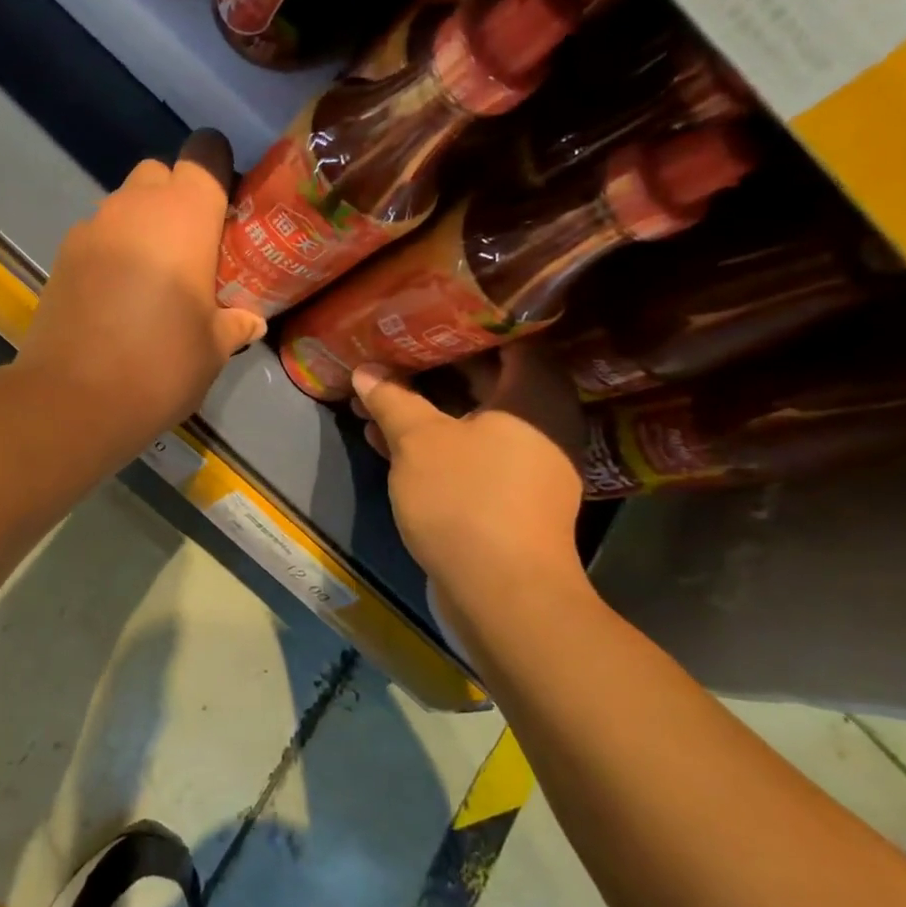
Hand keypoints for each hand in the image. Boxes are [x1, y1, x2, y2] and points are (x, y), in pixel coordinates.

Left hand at [18, 129, 266, 456]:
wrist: (74, 399)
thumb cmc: (161, 365)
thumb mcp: (214, 348)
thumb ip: (235, 323)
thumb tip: (251, 319)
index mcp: (184, 214)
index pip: (205, 153)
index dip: (218, 171)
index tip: (225, 210)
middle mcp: (134, 206)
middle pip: (160, 174)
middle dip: (177, 199)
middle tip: (192, 250)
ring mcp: (91, 228)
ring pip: (124, 206)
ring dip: (142, 228)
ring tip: (153, 281)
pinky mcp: (61, 256)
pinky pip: (97, 237)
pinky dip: (112, 253)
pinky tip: (117, 298)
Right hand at [352, 342, 588, 599]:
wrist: (500, 592)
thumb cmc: (465, 499)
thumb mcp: (418, 441)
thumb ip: (392, 399)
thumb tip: (365, 370)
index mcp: (534, 395)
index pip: (508, 337)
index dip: (464, 324)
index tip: (425, 314)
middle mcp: (541, 423)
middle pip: (486, 380)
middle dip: (431, 370)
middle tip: (390, 353)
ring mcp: (527, 464)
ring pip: (470, 421)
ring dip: (424, 411)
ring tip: (374, 400)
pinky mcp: (509, 497)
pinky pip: (469, 454)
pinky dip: (434, 445)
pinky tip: (386, 442)